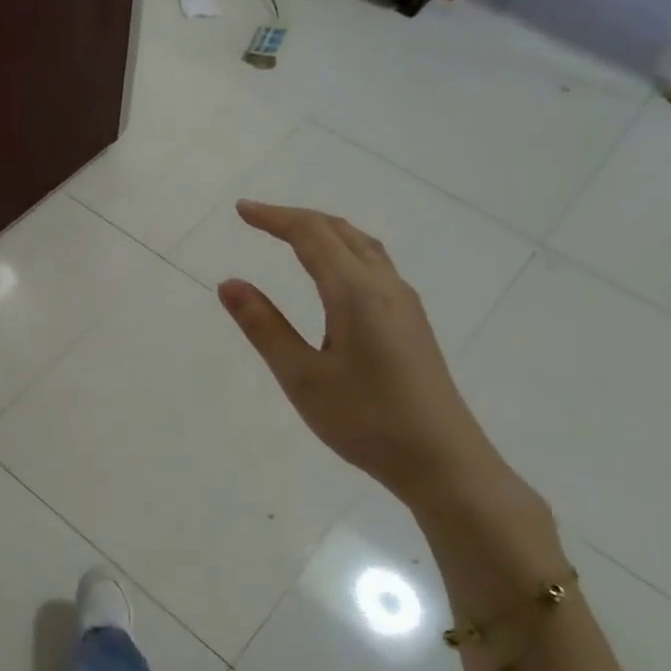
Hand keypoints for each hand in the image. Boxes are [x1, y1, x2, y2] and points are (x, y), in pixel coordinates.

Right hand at [218, 201, 506, 510]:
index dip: (274, 218)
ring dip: (324, 231)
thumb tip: (229, 283)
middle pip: (340, 232)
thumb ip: (264, 327)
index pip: (311, 236)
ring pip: (362, 246)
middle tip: (258, 218)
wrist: (441, 460)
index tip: (241, 210)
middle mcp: (384, 286)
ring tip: (291, 235)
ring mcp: (404, 303)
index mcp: (355, 293)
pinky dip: (344, 250)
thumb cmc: (365, 421)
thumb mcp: (302, 377)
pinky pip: (374, 264)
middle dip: (297, 218)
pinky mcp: (411, 322)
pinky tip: (334, 273)